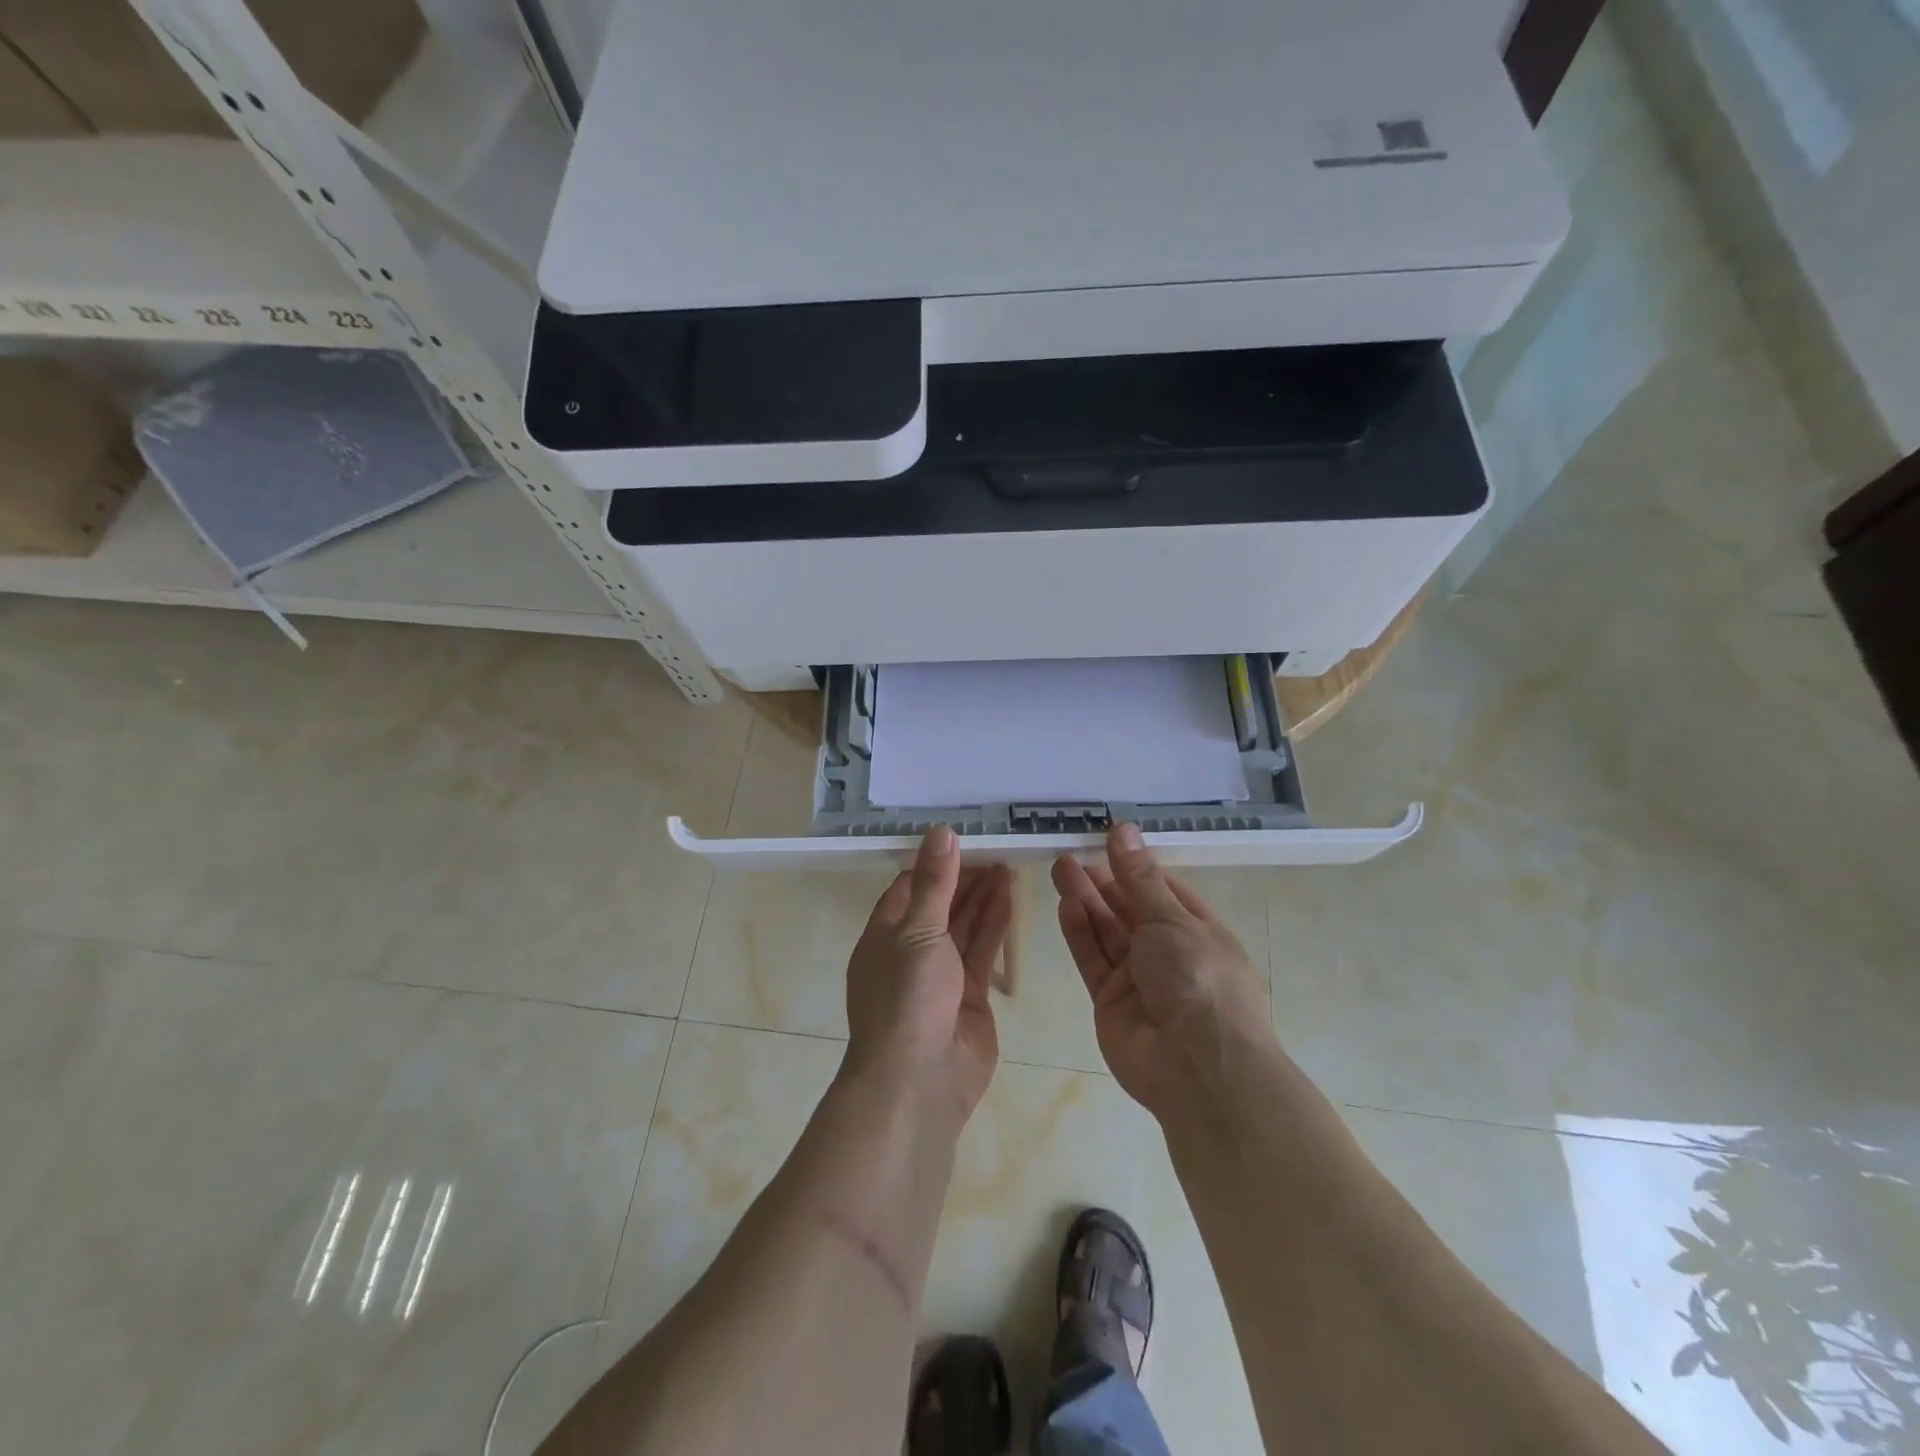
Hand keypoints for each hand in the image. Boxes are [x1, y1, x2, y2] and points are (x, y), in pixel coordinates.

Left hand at [845, 826, 1012, 1123]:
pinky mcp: (969, 995)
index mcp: (884, 936)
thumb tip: (940, 831)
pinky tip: (1009, 897)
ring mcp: (941, 976)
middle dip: (963, 879)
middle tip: (994, 849)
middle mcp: (910, 952)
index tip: (961, 839)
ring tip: (1007, 865)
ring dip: (983, 897)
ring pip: (963, 927)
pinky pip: (981, 951)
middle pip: (939, 906)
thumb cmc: (906, 997)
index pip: (908, 889)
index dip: (933, 864)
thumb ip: (935, 882)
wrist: (920, 1079)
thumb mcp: (918, 930)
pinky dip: (994, 924)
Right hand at [1052, 824, 1270, 1118]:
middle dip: (1102, 880)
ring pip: (1107, 931)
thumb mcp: (1171, 919)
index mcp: (1197, 930)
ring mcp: (1138, 978)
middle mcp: (1168, 952)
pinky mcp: (1111, 1000)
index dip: (1134, 865)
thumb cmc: (1198, 978)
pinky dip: (1080, 932)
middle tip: (1070, 851)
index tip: (1105, 839)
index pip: (1162, 889)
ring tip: (1060, 867)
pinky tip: (1066, 904)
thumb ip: (1139, 877)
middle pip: (1129, 908)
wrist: (1198, 1068)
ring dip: (1086, 900)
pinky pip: (1093, 959)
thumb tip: (1123, 829)